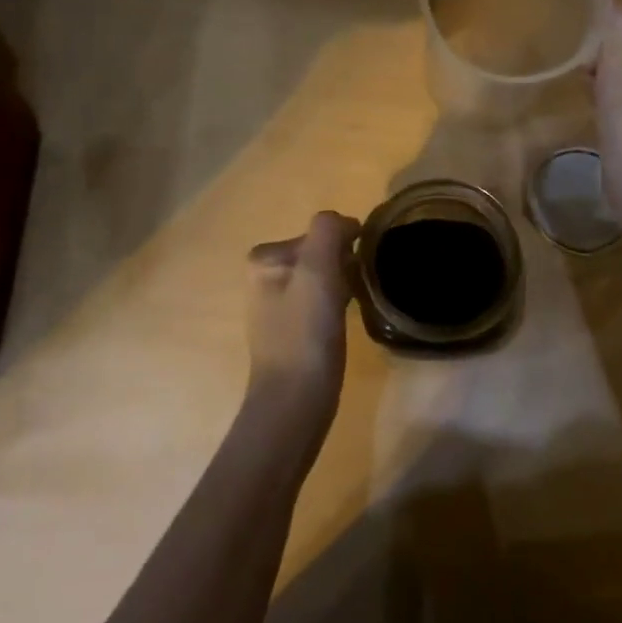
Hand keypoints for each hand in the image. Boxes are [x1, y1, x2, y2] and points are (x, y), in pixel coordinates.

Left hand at [245, 212, 358, 417]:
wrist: (295, 400)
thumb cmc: (305, 331)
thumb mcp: (317, 269)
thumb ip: (328, 231)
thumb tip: (345, 223)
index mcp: (265, 258)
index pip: (320, 231)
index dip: (345, 245)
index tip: (356, 269)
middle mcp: (265, 275)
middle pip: (322, 252)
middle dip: (344, 264)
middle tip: (355, 289)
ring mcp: (278, 304)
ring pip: (325, 276)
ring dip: (344, 283)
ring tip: (354, 304)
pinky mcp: (293, 329)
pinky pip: (323, 300)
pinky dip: (339, 302)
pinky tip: (346, 320)